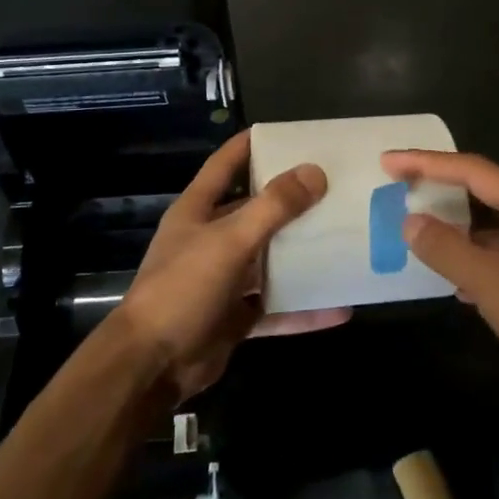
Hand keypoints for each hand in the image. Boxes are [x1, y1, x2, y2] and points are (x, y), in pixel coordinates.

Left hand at [115, 130, 347, 402]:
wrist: (154, 364)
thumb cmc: (184, 288)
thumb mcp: (230, 240)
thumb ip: (272, 207)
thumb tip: (315, 172)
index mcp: (197, 211)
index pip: (225, 164)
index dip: (251, 145)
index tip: (288, 133)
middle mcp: (210, 239)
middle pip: (254, 211)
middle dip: (290, 200)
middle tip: (334, 186)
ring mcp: (223, 280)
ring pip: (269, 259)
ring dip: (302, 253)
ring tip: (345, 238)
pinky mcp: (235, 315)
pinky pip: (276, 305)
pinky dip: (304, 308)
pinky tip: (340, 306)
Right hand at [382, 150, 498, 439]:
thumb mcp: (495, 285)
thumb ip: (448, 249)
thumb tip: (410, 220)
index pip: (474, 171)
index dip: (427, 163)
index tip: (387, 161)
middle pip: (484, 193)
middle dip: (440, 189)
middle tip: (396, 189)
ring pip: (491, 230)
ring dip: (454, 229)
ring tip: (413, 230)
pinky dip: (471, 262)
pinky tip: (450, 281)